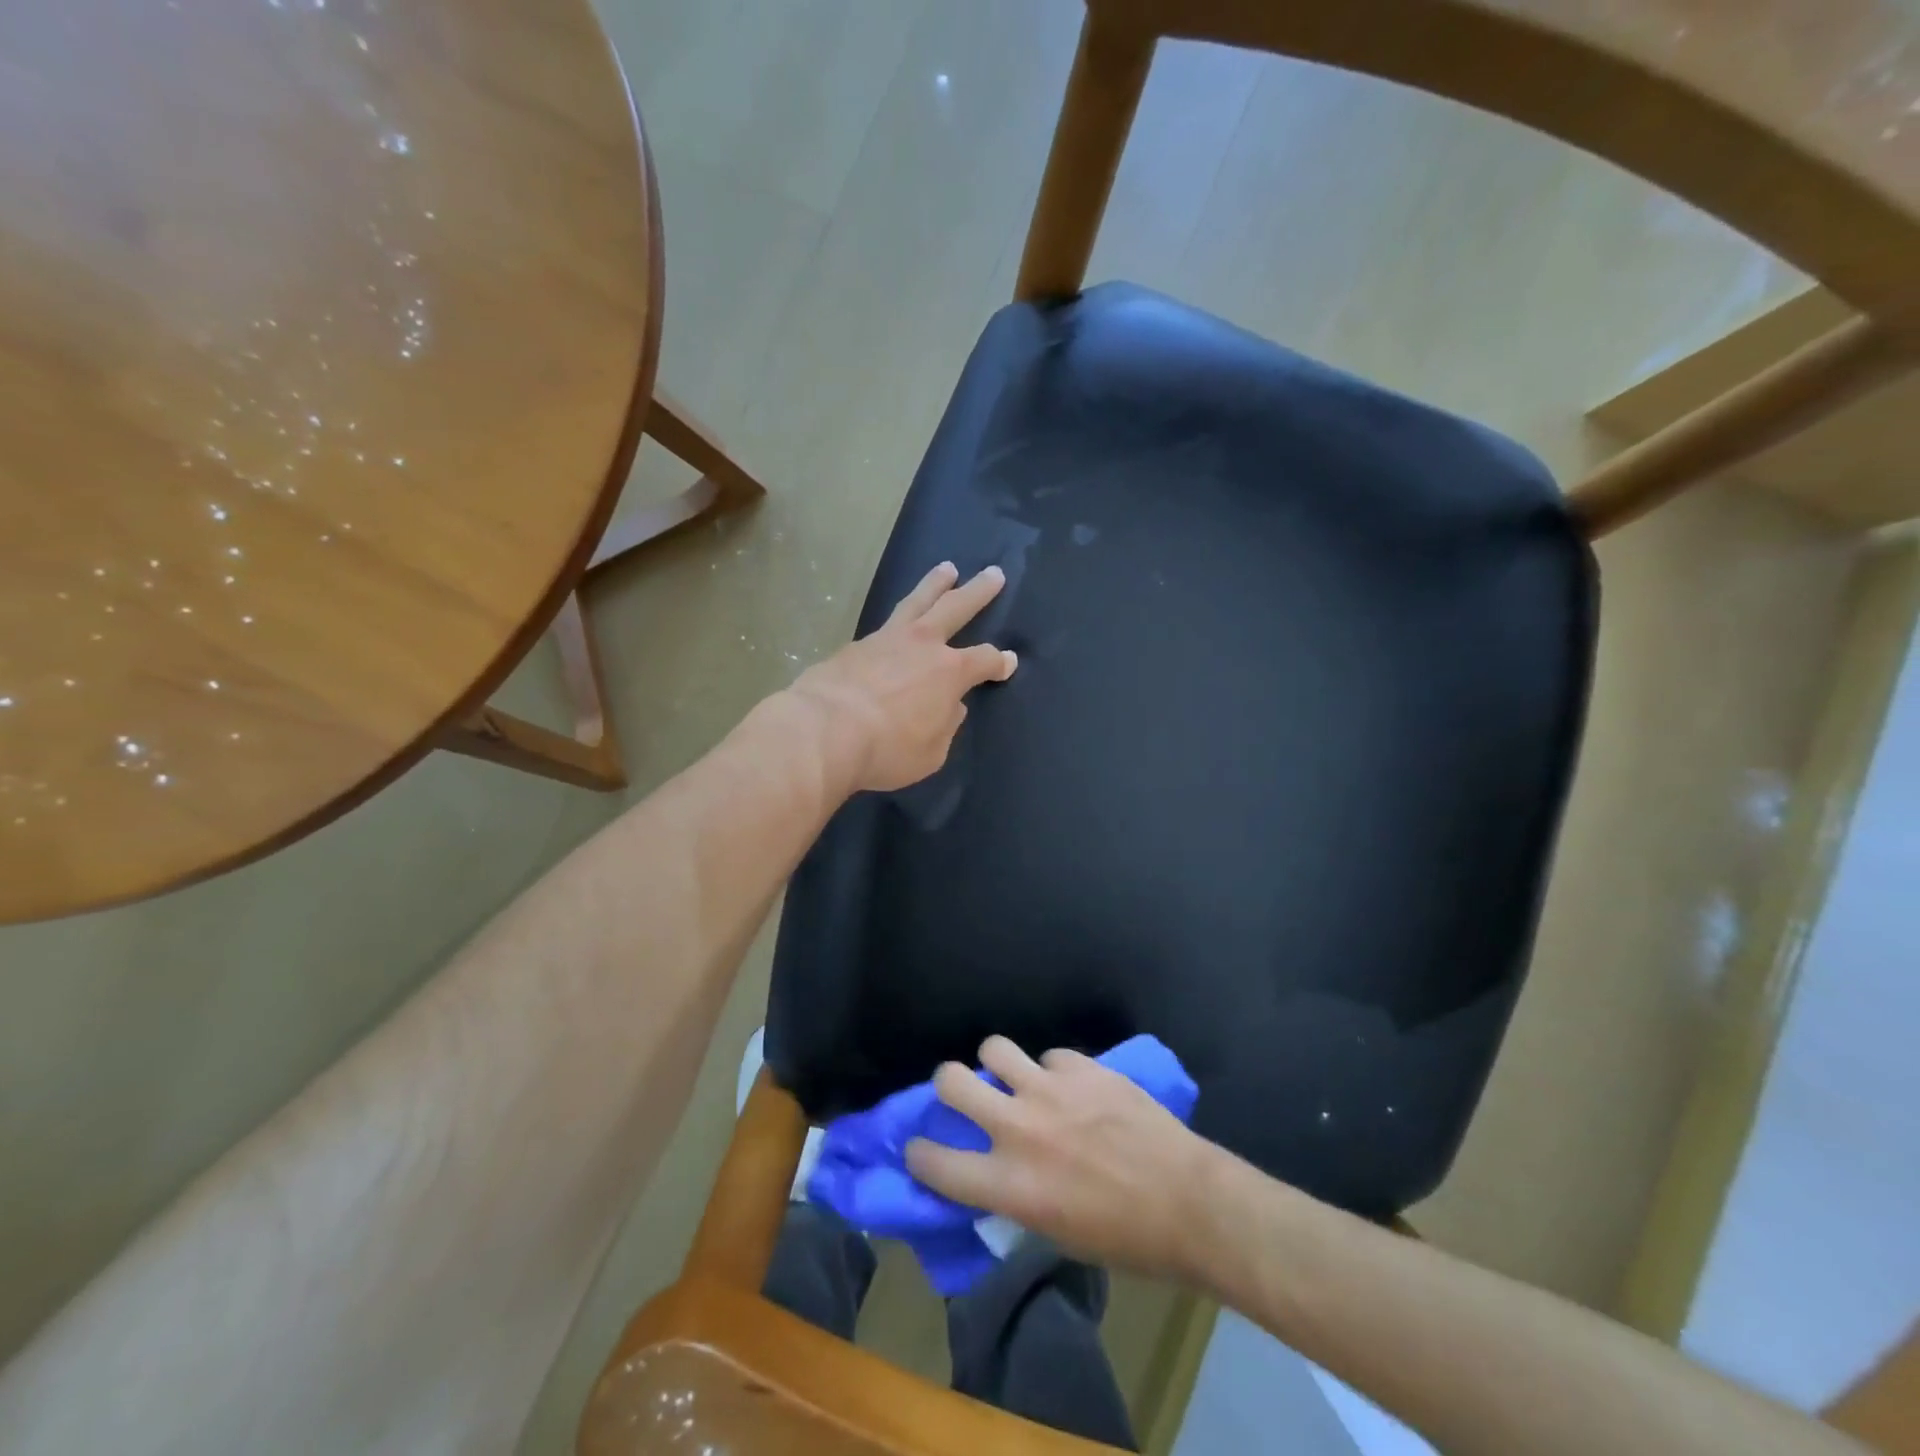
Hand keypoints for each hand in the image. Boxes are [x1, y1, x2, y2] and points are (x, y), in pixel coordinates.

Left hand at [787, 562, 1016, 793]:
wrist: (825, 730)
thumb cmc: (887, 748)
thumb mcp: (931, 752)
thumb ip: (945, 726)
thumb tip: (951, 708)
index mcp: (950, 672)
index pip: (984, 660)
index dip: (999, 662)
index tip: (1008, 663)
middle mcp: (922, 645)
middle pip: (957, 607)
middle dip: (978, 591)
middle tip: (994, 573)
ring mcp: (886, 639)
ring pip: (917, 601)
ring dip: (935, 584)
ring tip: (947, 569)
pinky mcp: (855, 645)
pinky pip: (884, 625)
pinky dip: (898, 619)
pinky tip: (896, 623)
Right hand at [905, 1036, 1218, 1281]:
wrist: (1189, 1202)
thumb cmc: (1125, 1239)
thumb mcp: (1056, 1235)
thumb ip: (1015, 1197)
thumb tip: (994, 1175)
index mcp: (1010, 1184)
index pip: (935, 1163)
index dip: (919, 1154)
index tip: (921, 1149)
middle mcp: (1019, 1129)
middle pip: (951, 1081)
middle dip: (947, 1085)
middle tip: (962, 1094)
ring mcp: (1051, 1090)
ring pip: (994, 1048)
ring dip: (998, 1064)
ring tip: (1014, 1077)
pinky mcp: (1083, 1067)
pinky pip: (1050, 1054)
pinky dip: (1055, 1070)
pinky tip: (1074, 1086)